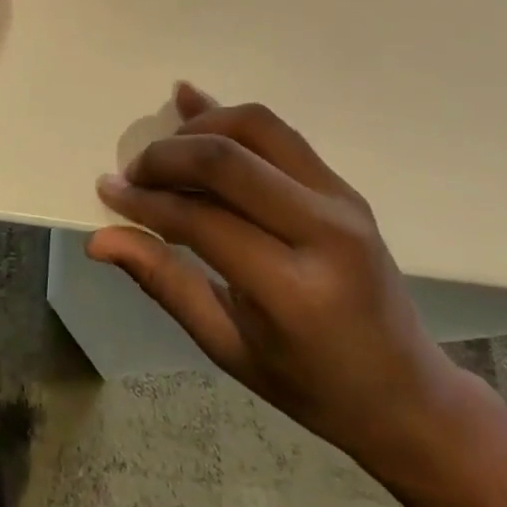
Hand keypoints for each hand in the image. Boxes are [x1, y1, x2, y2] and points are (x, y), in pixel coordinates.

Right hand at [89, 85, 469, 469]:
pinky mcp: (344, 184)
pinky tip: (195, 114)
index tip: (109, 191)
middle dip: (167, 156)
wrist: (407, 392)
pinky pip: (278, 133)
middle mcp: (324, 232)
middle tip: (133, 172)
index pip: (202, 221)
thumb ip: (163, 282)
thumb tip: (100, 240)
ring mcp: (341, 200)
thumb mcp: (228, 346)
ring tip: (167, 152)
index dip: (147, 201)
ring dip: (200, 127)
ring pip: (256, 127)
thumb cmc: (311, 386)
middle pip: (228, 160)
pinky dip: (231, 120)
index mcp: (294, 292)